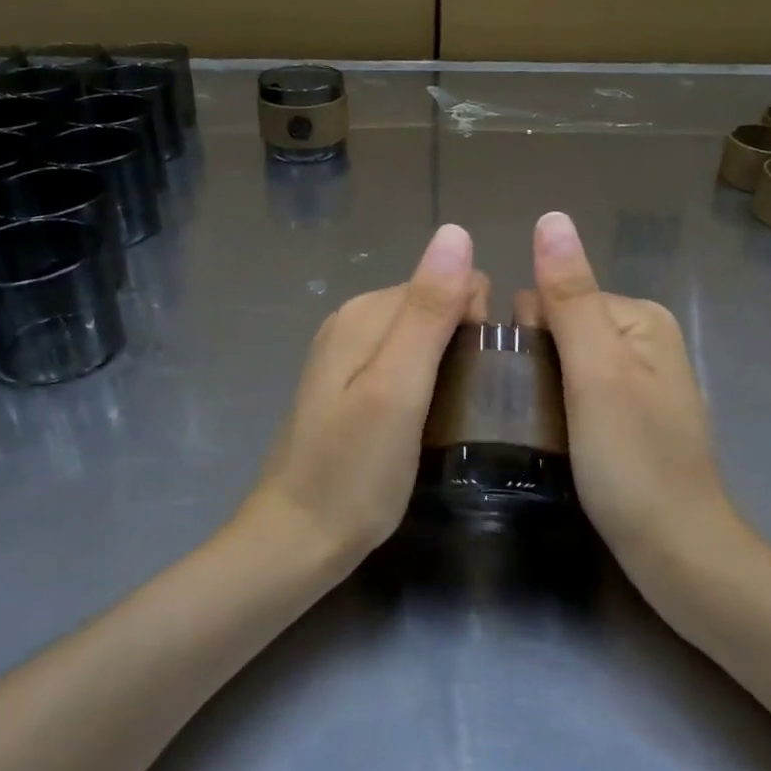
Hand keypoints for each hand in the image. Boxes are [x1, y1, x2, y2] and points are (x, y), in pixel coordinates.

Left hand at [245, 224, 485, 566]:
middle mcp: (353, 321)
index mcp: (365, 312)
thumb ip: (428, 310)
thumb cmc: (355, 471)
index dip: (474, 324)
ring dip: (446, 367)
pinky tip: (425, 422)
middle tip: (462, 405)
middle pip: (434, 307)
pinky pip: (404, 365)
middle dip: (461, 343)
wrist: (296, 539)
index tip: (473, 379)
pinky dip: (426, 384)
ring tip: (448, 417)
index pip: (449, 282)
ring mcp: (347, 356)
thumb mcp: (399, 388)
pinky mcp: (349, 387)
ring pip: (423, 338)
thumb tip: (456, 231)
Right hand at [529, 211, 742, 564]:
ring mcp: (640, 379)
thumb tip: (551, 217)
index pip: (551, 297)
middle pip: (557, 327)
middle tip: (533, 415)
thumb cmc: (632, 460)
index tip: (522, 387)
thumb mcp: (595, 372)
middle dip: (535, 364)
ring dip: (542, 390)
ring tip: (539, 432)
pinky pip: (578, 391)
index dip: (527, 338)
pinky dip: (559, 409)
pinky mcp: (631, 414)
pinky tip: (556, 440)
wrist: (678, 554)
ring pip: (563, 363)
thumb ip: (570, 296)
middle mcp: (643, 337)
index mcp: (639, 316)